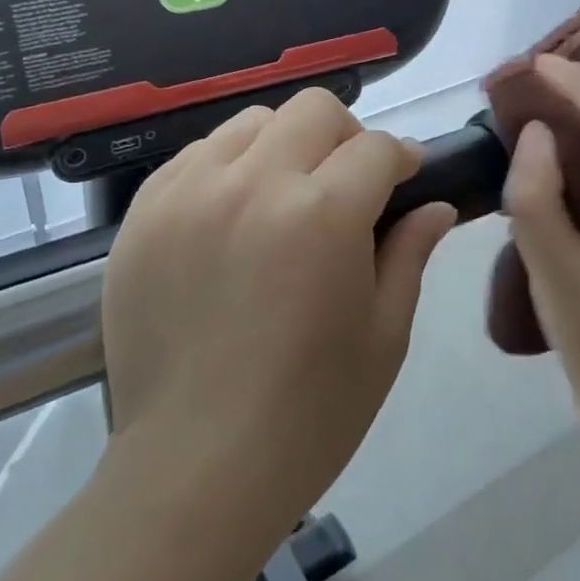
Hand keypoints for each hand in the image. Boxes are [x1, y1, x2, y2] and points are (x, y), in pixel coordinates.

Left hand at [100, 89, 456, 543]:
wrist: (194, 470)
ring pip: (251, 123)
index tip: (405, 179)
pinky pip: (195, 156)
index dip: (401, 159)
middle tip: (346, 186)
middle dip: (346, 137)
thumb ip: (410, 254)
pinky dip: (227, 168)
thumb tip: (436, 206)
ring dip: (283, 146)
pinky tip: (231, 217)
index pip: (376, 147)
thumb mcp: (383, 336)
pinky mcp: (142, 214)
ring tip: (284, 198)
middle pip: (313, 110)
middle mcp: (252, 183)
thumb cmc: (309, 414)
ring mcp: (188, 193)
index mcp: (323, 213)